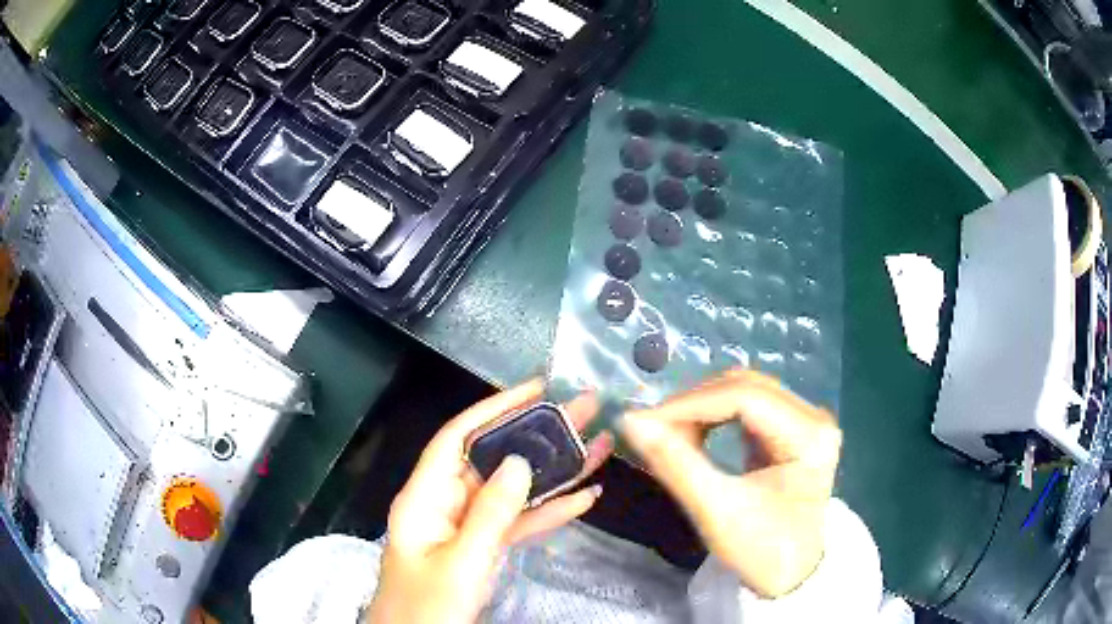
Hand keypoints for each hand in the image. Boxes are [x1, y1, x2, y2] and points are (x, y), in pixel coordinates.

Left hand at [366, 379, 612, 623]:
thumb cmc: (427, 608)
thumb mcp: (460, 563)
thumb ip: (490, 513)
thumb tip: (519, 461)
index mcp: (425, 498)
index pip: (458, 438)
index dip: (495, 409)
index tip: (536, 389)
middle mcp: (445, 504)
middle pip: (493, 460)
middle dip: (538, 436)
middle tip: (584, 411)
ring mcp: (466, 527)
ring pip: (512, 490)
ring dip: (553, 472)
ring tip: (597, 447)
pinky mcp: (483, 548)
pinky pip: (517, 522)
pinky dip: (549, 511)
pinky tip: (584, 497)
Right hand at [620, 369, 841, 597]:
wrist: (791, 574)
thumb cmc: (760, 550)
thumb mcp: (716, 510)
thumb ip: (674, 463)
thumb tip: (629, 420)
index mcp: (810, 436)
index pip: (745, 397)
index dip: (691, 404)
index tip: (645, 422)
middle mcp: (814, 417)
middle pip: (746, 387)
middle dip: (694, 404)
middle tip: (653, 429)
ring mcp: (806, 420)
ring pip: (745, 391)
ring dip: (702, 408)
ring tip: (669, 433)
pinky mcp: (793, 429)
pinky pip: (748, 407)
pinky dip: (714, 416)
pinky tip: (693, 433)